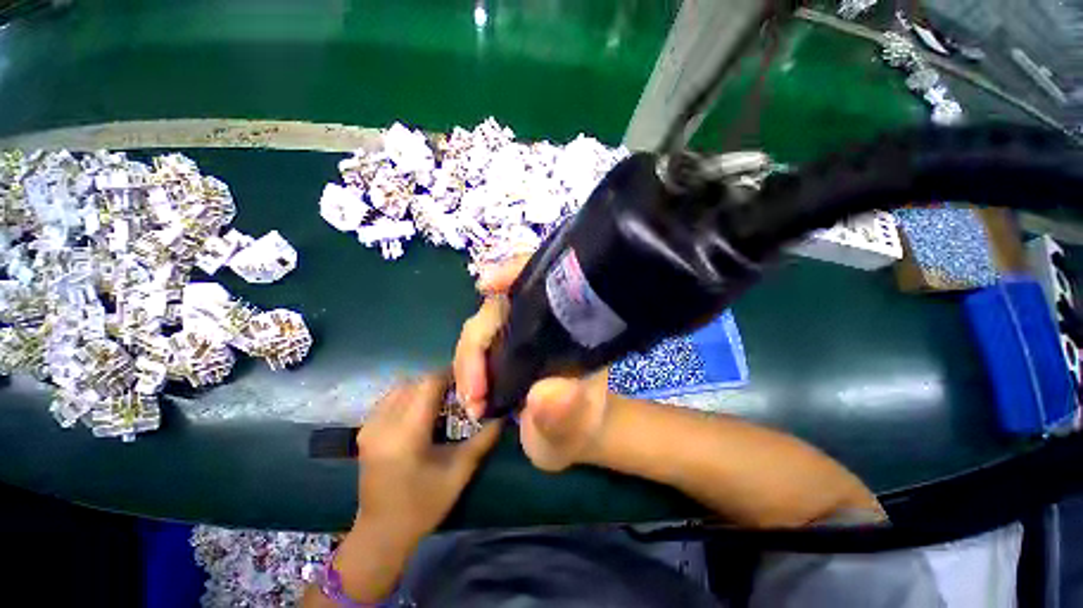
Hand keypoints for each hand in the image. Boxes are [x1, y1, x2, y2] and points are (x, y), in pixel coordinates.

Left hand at [354, 374, 501, 543]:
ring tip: (442, 399)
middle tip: (459, 391)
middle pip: (415, 382)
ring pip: (401, 387)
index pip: (429, 384)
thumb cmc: (424, 504)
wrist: (381, 533)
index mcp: (406, 433)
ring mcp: (369, 426)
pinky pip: (390, 399)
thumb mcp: (460, 471)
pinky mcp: (365, 430)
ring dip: (423, 387)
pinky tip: (421, 410)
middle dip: (439, 381)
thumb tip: (503, 414)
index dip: (450, 376)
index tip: (468, 380)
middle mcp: (383, 424)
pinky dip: (409, 395)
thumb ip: (484, 439)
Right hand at [454, 258, 608, 471]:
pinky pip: (476, 346)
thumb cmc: (578, 424)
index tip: (486, 285)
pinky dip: (466, 368)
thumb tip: (544, 393)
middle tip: (474, 397)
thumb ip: (564, 412)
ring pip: (480, 328)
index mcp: (567, 326)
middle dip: (475, 348)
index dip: (513, 274)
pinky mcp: (503, 347)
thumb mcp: (576, 423)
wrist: (571, 434)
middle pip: (496, 310)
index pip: (542, 283)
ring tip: (473, 404)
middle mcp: (541, 321)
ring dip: (466, 363)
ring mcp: (519, 332)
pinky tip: (471, 394)